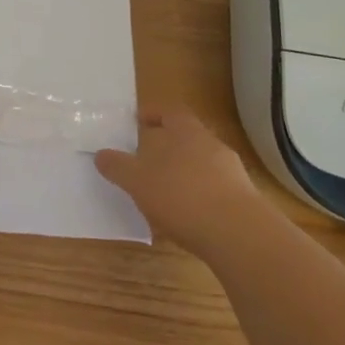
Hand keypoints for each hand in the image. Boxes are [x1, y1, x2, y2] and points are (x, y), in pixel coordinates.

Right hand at [95, 109, 263, 256]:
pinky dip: (200, 196)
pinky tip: (189, 215)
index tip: (139, 121)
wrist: (237, 233)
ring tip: (166, 191)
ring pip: (202, 163)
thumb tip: (101, 154)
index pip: (169, 112)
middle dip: (169, 146)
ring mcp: (231, 171)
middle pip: (188, 137)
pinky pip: (215, 189)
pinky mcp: (243, 199)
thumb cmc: (180, 195)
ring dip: (185, 173)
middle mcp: (211, 143)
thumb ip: (118, 166)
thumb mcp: (137, 181)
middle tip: (148, 159)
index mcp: (185, 130)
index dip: (154, 114)